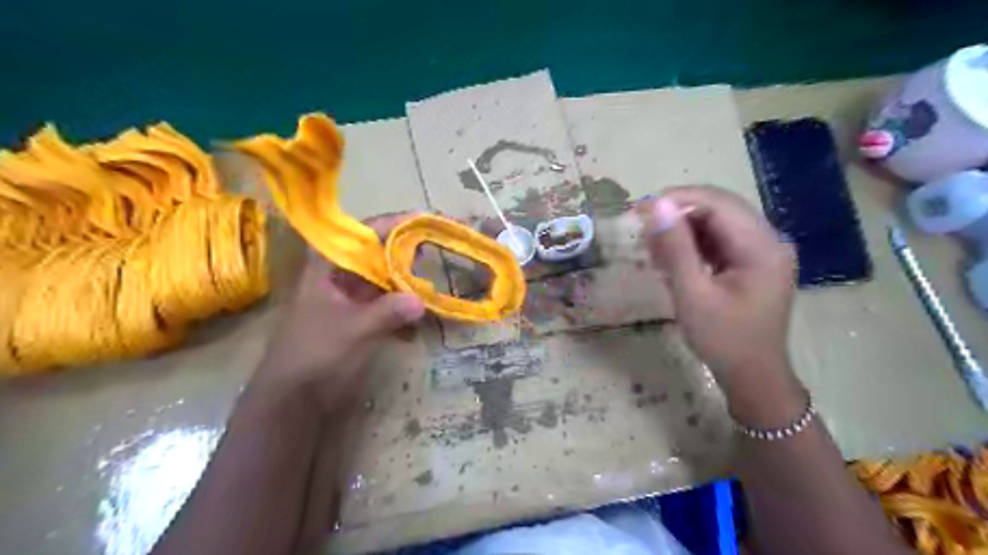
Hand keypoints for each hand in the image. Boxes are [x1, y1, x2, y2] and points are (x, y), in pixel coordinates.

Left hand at [252, 213, 423, 411]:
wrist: (293, 401)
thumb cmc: (315, 356)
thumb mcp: (353, 330)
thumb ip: (388, 312)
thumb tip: (423, 300)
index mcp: (329, 268)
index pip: (364, 234)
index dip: (394, 224)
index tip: (425, 220)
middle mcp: (341, 277)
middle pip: (379, 255)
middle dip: (408, 253)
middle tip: (440, 249)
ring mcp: (351, 300)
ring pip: (386, 281)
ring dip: (410, 283)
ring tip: (439, 281)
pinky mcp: (361, 321)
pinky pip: (388, 306)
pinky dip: (405, 310)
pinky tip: (423, 319)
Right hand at [641, 186, 792, 390]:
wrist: (753, 377)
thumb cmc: (722, 339)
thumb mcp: (693, 294)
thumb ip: (675, 248)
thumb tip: (657, 205)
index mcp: (762, 246)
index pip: (718, 203)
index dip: (678, 200)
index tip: (640, 210)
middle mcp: (769, 240)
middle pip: (720, 209)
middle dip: (679, 215)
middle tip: (644, 232)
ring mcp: (764, 252)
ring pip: (718, 223)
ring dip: (684, 231)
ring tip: (655, 252)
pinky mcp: (754, 263)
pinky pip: (721, 241)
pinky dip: (694, 246)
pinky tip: (673, 262)